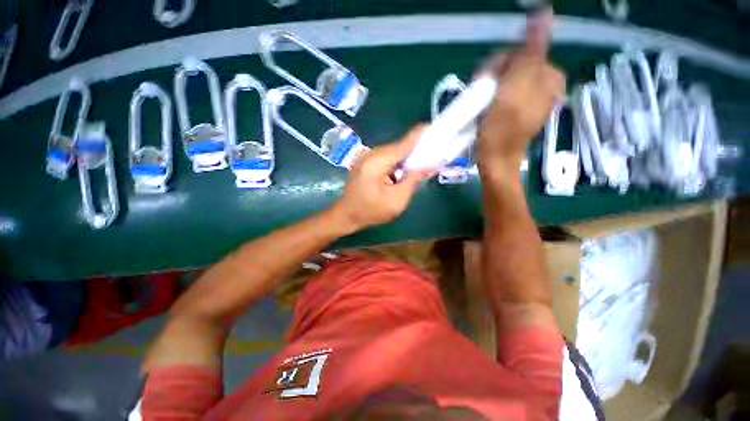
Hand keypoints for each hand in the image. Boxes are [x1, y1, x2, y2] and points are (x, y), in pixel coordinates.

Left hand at [332, 125, 431, 231]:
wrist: (347, 215)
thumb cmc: (372, 211)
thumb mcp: (397, 201)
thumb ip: (413, 180)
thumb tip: (430, 164)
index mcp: (377, 162)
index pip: (404, 144)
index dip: (421, 135)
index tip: (435, 128)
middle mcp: (370, 154)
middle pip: (399, 147)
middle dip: (415, 153)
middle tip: (430, 161)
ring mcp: (366, 156)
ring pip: (393, 153)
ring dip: (405, 160)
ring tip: (415, 171)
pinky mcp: (365, 161)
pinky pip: (386, 157)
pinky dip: (396, 164)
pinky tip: (400, 174)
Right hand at [477, 9, 565, 170]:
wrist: (495, 159)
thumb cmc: (504, 126)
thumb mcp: (518, 84)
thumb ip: (532, 50)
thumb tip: (545, 12)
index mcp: (550, 76)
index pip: (522, 52)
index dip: (500, 63)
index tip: (486, 79)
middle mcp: (543, 86)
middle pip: (513, 67)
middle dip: (494, 76)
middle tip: (482, 93)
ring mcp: (528, 101)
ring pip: (505, 81)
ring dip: (489, 88)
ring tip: (481, 104)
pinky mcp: (515, 113)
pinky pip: (502, 95)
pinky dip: (491, 98)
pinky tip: (485, 109)